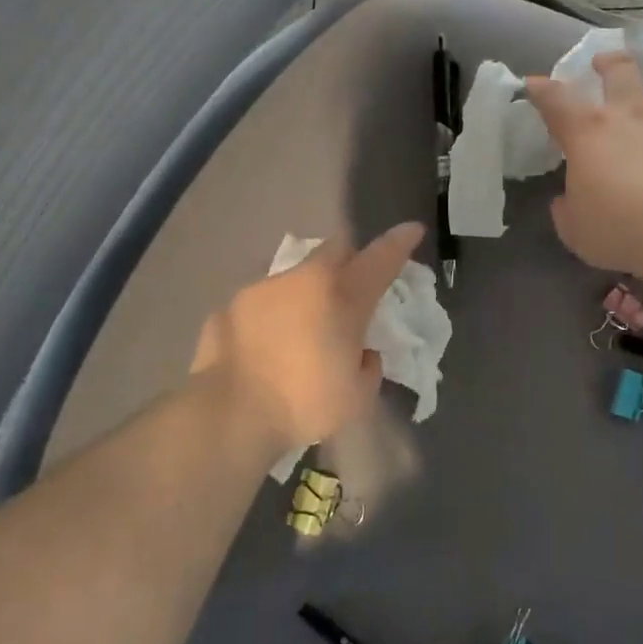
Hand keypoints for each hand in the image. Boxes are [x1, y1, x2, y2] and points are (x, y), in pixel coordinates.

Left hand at [192, 223, 425, 453]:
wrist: (229, 413)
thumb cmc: (304, 403)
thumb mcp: (357, 396)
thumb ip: (368, 366)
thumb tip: (361, 354)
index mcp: (343, 297)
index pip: (381, 258)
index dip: (400, 242)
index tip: (413, 230)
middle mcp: (303, 279)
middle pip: (336, 249)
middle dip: (350, 261)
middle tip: (352, 291)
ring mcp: (262, 288)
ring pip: (296, 277)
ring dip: (307, 294)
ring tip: (301, 332)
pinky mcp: (230, 306)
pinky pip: (262, 302)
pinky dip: (272, 317)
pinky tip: (265, 346)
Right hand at [526, 52, 642, 278]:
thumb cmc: (618, 229)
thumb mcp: (575, 229)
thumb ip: (567, 209)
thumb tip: (565, 201)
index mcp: (587, 134)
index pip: (557, 100)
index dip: (542, 90)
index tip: (535, 84)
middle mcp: (629, 118)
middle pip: (619, 71)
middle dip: (607, 64)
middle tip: (601, 65)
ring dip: (642, 109)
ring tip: (640, 130)